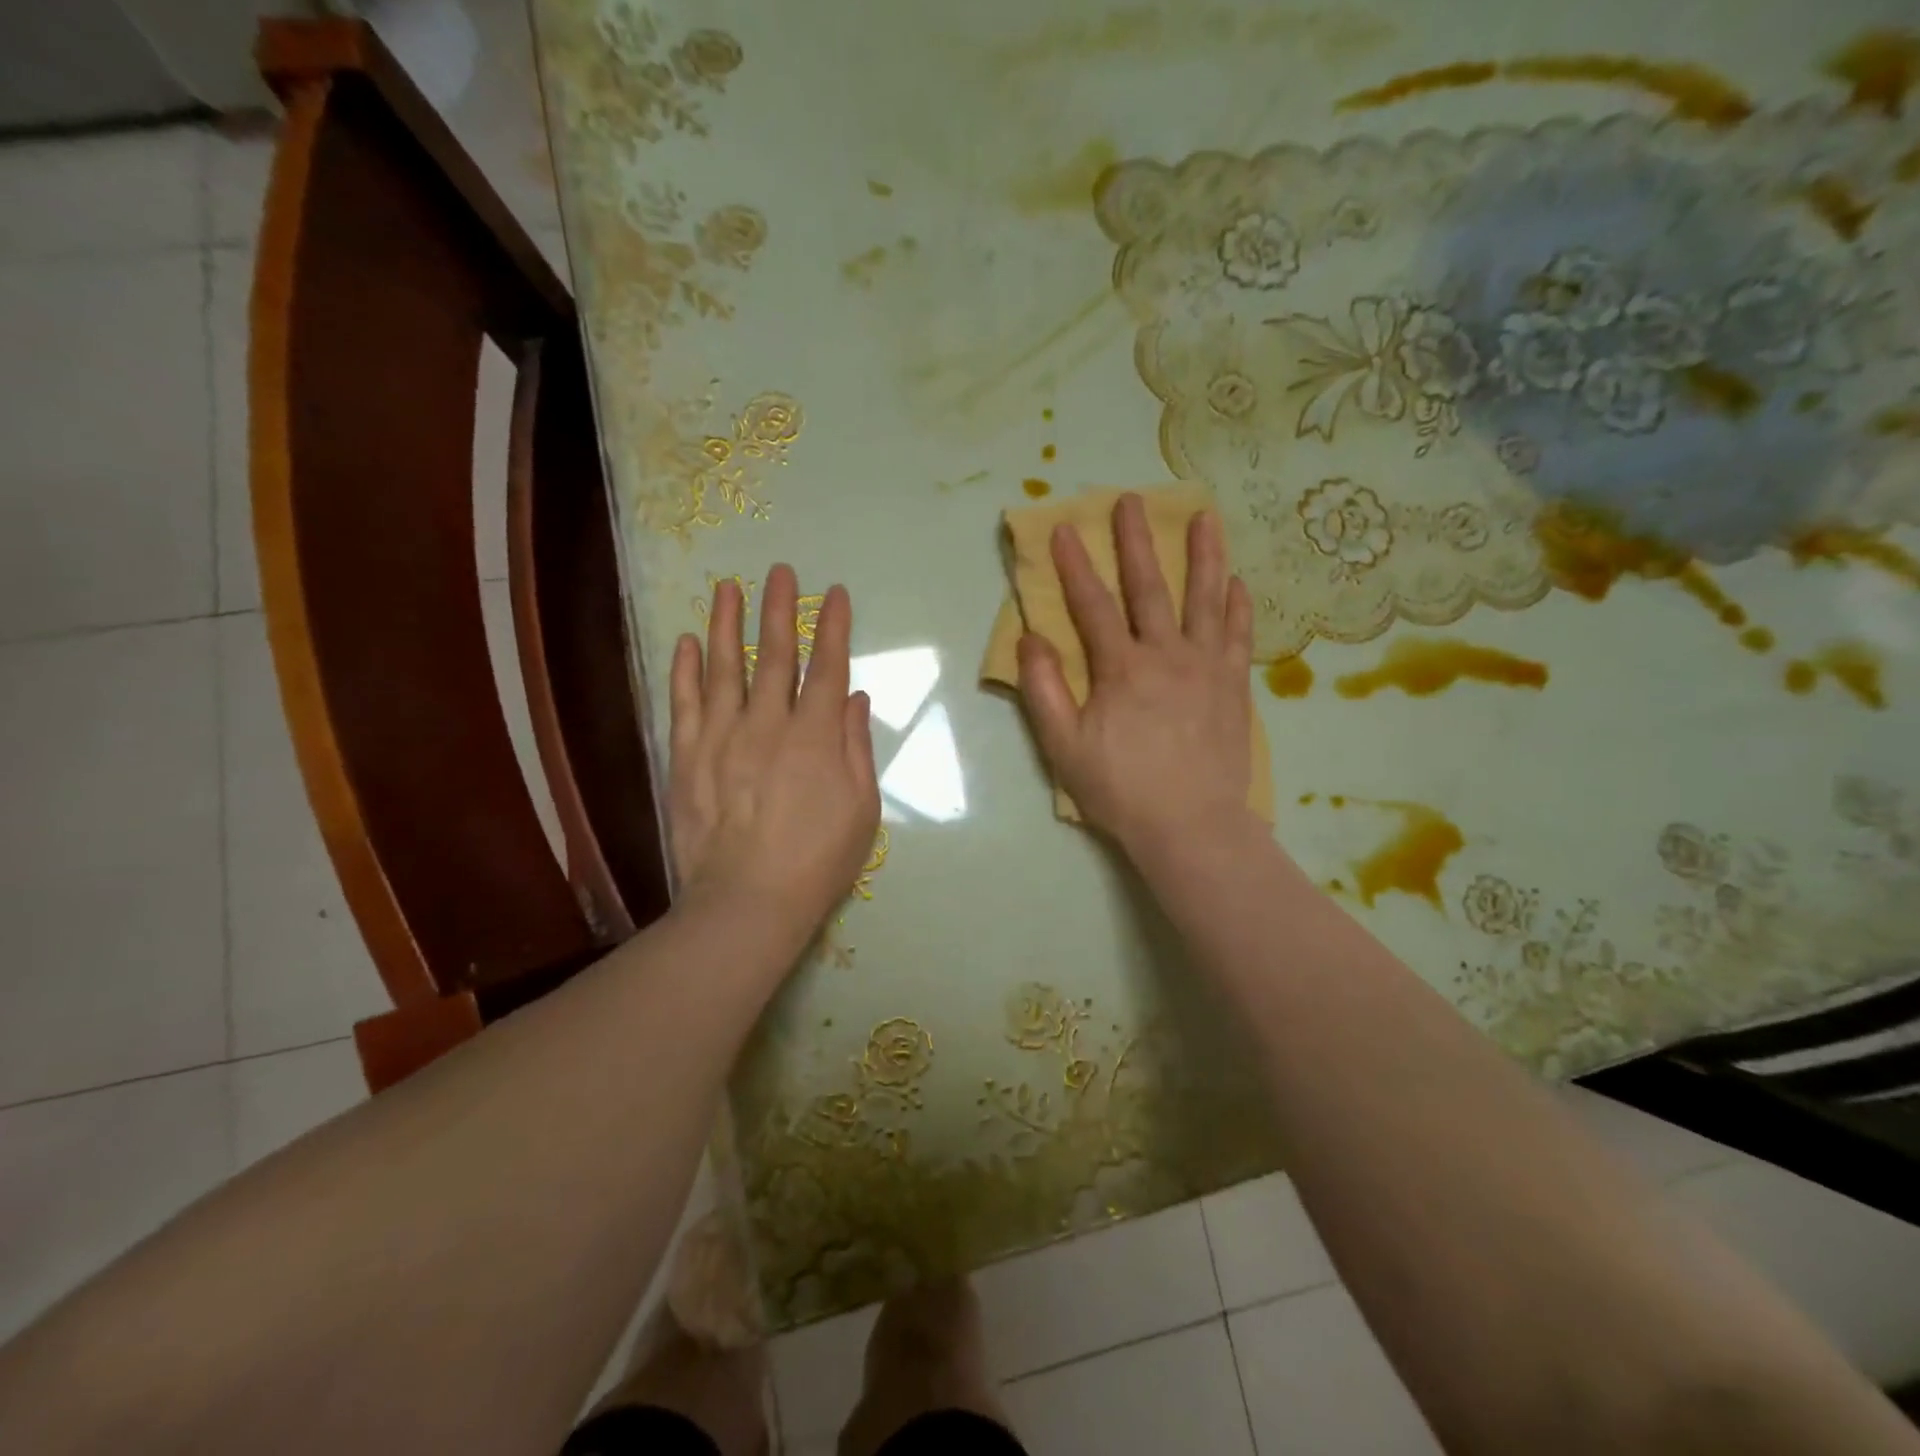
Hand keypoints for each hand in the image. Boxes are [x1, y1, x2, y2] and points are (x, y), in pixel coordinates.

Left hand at [668, 566, 880, 941]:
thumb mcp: (861, 808)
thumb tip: (853, 697)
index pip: (827, 667)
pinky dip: (685, 670)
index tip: (835, 594)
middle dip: (780, 610)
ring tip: (728, 587)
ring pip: (724, 668)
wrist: (747, 902)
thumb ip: (856, 747)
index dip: (833, 627)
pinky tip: (688, 642)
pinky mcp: (688, 758)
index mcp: (816, 736)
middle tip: (779, 571)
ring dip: (727, 624)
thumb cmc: (818, 860)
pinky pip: (685, 703)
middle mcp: (768, 724)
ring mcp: (722, 738)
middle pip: (775, 656)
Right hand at [1017, 494, 1255, 858]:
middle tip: (1131, 500)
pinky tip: (1237, 582)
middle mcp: (1167, 655)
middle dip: (1136, 542)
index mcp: (1121, 669)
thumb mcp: (1064, 747)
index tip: (1063, 529)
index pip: (1092, 605)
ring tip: (1205, 516)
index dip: (1074, 566)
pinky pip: (1239, 636)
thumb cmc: (1121, 790)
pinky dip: (1238, 606)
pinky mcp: (1234, 687)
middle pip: (1150, 587)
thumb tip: (1030, 639)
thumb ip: (1044, 690)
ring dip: (1204, 555)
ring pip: (1206, 599)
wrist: (1191, 826)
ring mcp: (1207, 667)